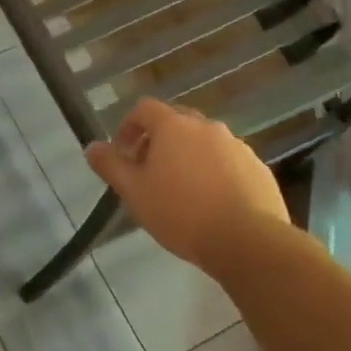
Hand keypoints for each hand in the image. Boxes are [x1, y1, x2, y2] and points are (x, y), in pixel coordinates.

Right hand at [85, 98, 288, 271]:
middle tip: (149, 170)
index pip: (144, 108)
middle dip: (159, 139)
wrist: (247, 241)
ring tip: (181, 190)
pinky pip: (228, 161)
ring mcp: (236, 146)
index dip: (129, 126)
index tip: (123, 152)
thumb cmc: (181, 213)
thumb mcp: (134, 192)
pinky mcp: (258, 168)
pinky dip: (215, 172)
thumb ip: (110, 166)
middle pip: (176, 121)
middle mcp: (206, 127)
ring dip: (188, 156)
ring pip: (204, 142)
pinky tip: (211, 202)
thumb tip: (92, 147)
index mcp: (173, 126)